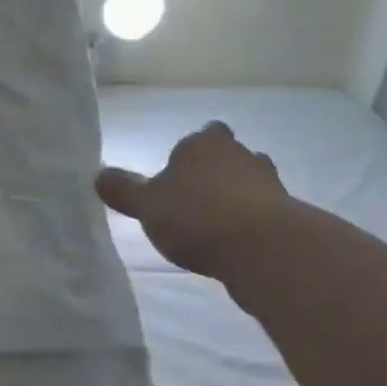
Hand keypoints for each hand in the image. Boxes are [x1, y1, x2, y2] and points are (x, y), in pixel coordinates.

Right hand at [97, 122, 290, 279]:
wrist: (263, 249)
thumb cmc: (196, 216)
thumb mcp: (146, 205)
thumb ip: (123, 189)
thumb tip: (98, 174)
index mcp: (203, 144)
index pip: (198, 136)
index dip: (189, 154)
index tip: (177, 177)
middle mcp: (240, 154)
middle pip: (228, 156)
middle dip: (215, 173)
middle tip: (195, 199)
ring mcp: (269, 183)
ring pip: (250, 182)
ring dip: (237, 198)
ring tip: (217, 225)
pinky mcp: (288, 214)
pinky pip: (265, 213)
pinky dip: (253, 223)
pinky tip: (237, 245)